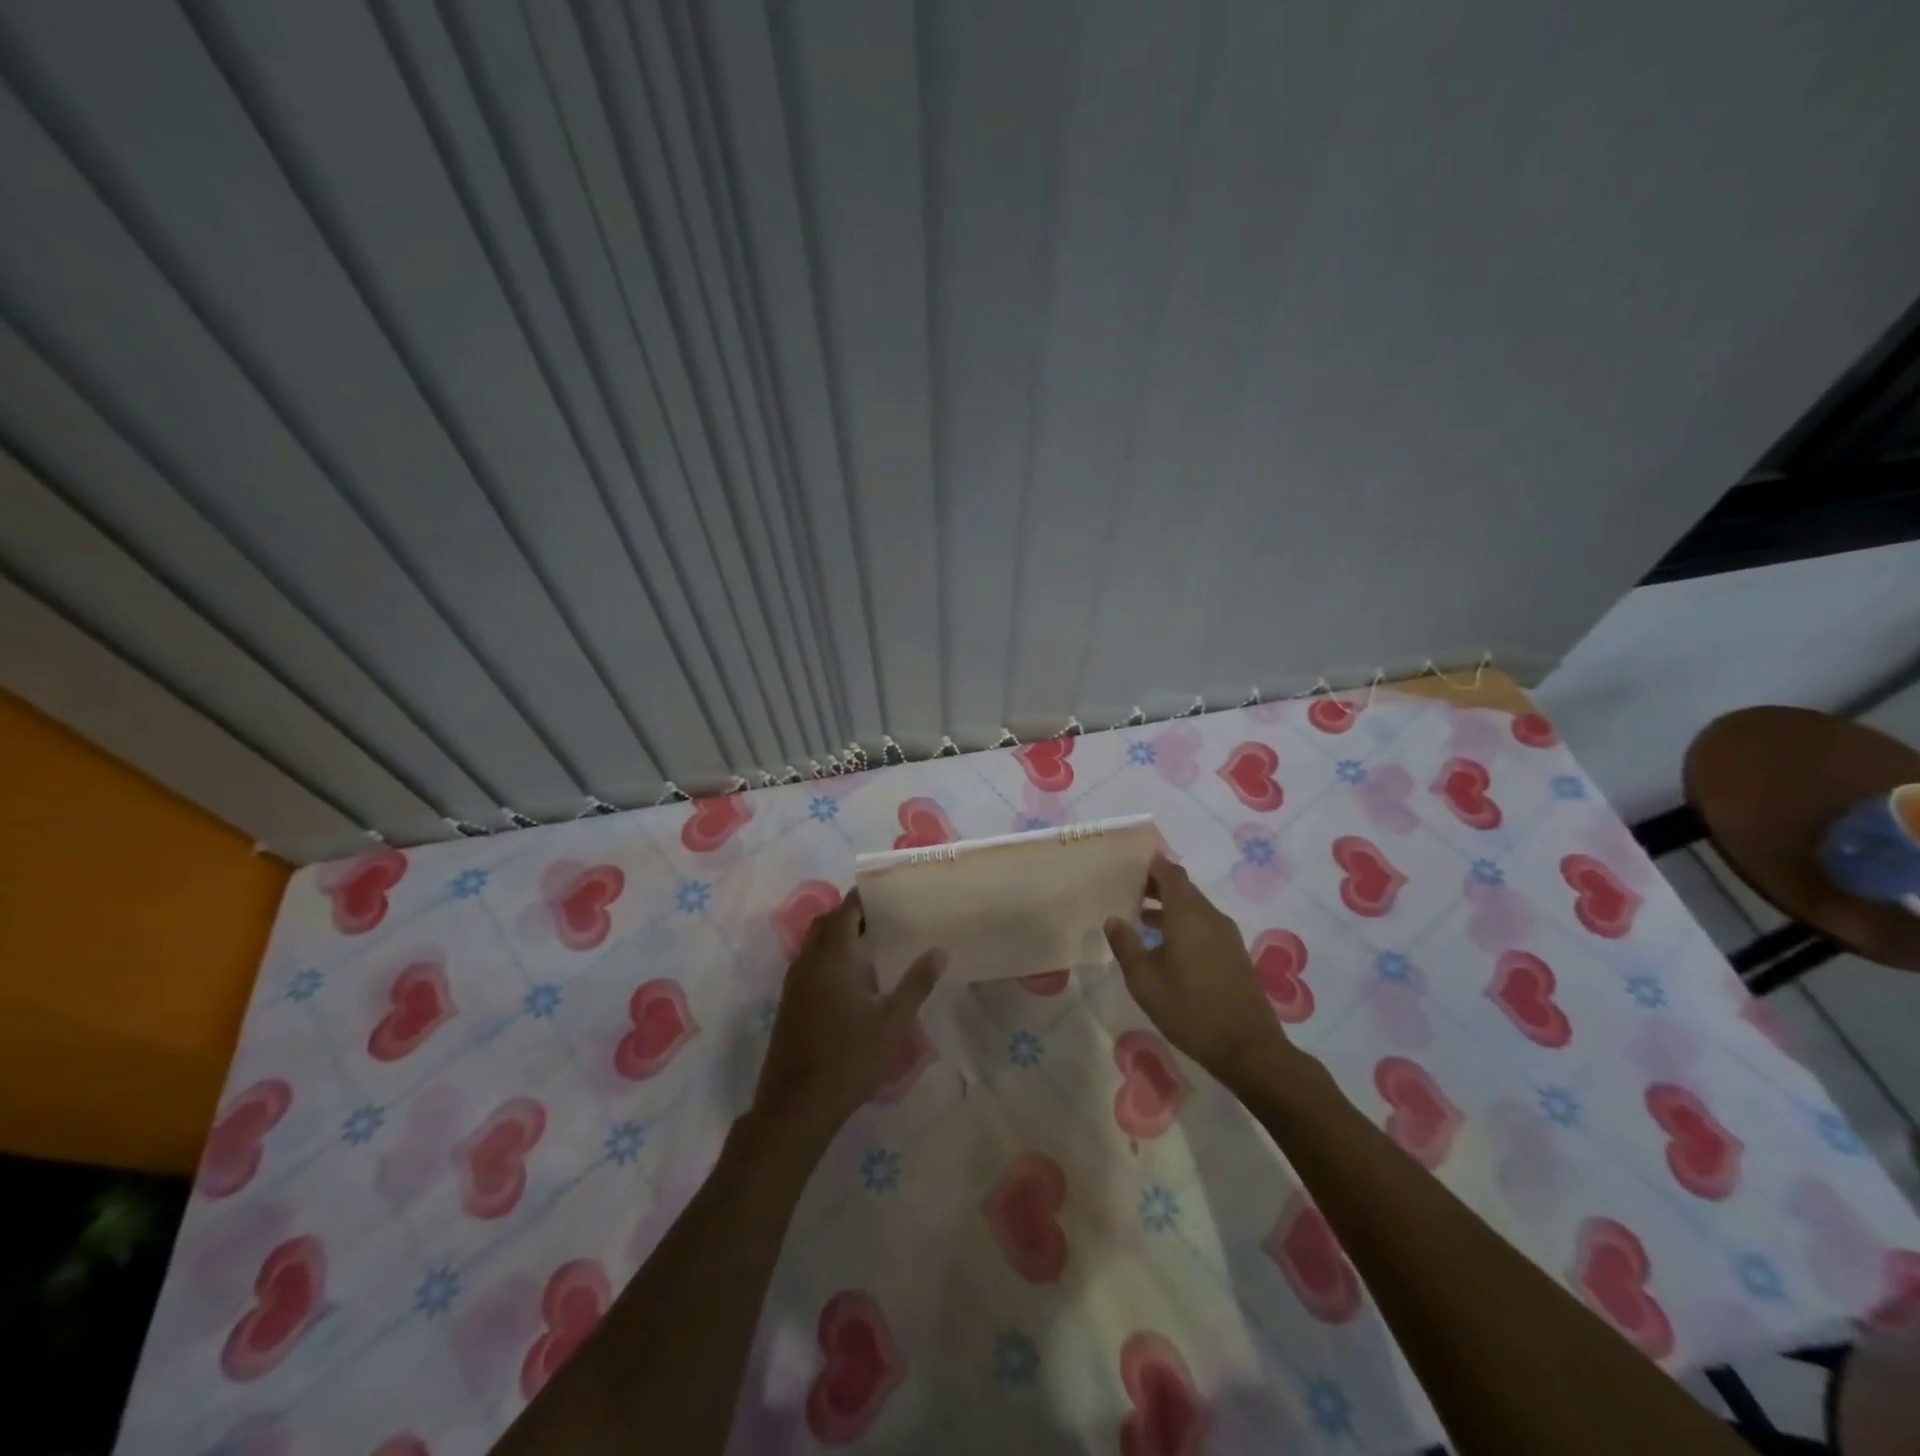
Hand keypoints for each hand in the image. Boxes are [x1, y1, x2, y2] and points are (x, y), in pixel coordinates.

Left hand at [751, 891, 945, 1147]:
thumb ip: (917, 982)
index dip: (866, 898)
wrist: (797, 1105)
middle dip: (852, 915)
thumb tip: (939, 951)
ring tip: (874, 948)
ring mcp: (794, 982)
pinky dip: (829, 959)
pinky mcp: (789, 1003)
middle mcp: (808, 960)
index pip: (846, 909)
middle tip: (885, 921)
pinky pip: (809, 964)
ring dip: (839, 938)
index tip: (891, 896)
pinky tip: (852, 982)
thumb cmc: (850, 1057)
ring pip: (815, 944)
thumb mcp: (893, 1020)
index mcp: (833, 955)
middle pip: (827, 922)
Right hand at [1105, 853, 1291, 1087]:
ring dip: (1169, 907)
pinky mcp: (1234, 954)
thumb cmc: (1190, 1010)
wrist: (1248, 1047)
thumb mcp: (1145, 982)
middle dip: (1157, 886)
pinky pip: (1205, 925)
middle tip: (1128, 891)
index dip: (1152, 864)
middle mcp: (1210, 917)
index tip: (1130, 864)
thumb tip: (1113, 919)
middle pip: (1183, 888)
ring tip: (1141, 918)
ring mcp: (1227, 936)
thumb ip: (1126, 946)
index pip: (1171, 873)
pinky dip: (1184, 923)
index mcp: (1188, 915)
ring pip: (1195, 908)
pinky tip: (1167, 946)